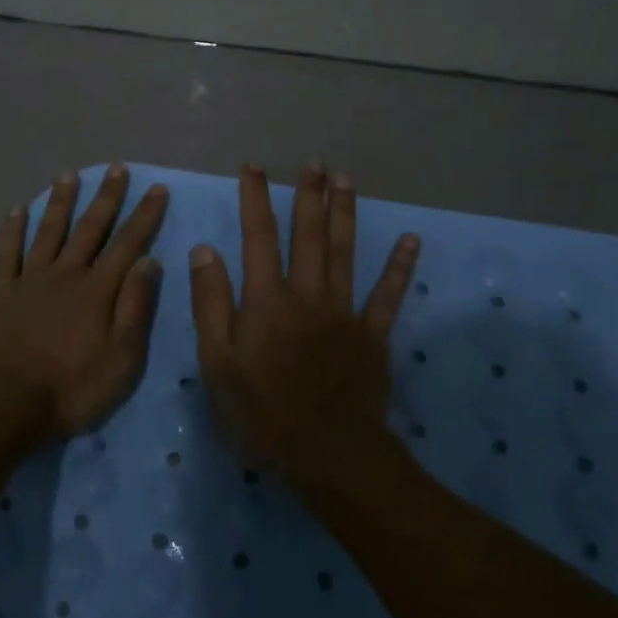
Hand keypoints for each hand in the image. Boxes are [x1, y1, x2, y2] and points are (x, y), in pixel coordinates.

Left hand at [0, 165, 169, 439]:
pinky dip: (11, 229)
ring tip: (68, 174)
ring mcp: (30, 279)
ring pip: (48, 231)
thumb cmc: (72, 388)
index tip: (156, 189)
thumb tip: (149, 261)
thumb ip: (135, 307)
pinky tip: (16, 209)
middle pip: (90, 228)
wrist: (8, 403)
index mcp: (97, 290)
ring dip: (60, 201)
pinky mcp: (0, 291)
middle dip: (106, 197)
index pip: (128, 244)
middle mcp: (66, 274)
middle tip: (116, 168)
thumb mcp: (121, 358)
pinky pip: (6, 252)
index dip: (144, 216)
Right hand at [188, 160, 417, 477]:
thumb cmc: (262, 413)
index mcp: (267, 300)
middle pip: (308, 235)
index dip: (255, 198)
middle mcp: (307, 294)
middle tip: (313, 162)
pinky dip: (400, 267)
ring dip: (345, 213)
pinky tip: (412, 241)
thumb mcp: (217, 363)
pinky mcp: (372, 335)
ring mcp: (344, 312)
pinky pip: (388, 295)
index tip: (253, 166)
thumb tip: (206, 250)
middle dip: (309, 195)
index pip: (258, 236)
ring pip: (345, 252)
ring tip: (346, 179)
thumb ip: (211, 304)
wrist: (329, 456)